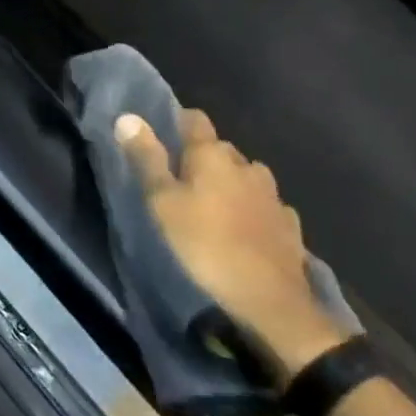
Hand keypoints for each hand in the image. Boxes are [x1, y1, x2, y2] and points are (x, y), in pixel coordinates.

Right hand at [117, 110, 343, 378]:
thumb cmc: (205, 244)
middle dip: (203, 159)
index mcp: (212, 154)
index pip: (195, 119)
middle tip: (181, 182)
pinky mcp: (288, 223)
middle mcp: (246, 164)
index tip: (164, 137)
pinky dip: (252, 210)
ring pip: (245, 177)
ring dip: (230, 184)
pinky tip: (245, 229)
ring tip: (213, 207)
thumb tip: (127, 116)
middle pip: (220, 149)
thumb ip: (146, 159)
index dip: (179, 123)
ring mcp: (272, 194)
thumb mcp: (162, 203)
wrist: (269, 299)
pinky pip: (265, 205)